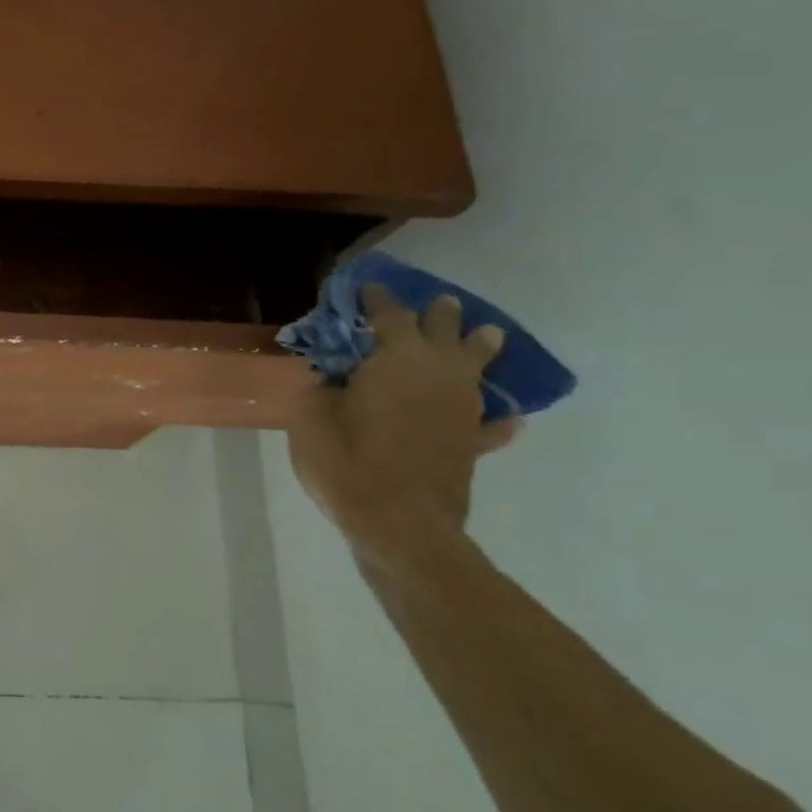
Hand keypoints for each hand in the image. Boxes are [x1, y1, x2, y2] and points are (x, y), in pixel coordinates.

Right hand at [289, 285, 516, 540]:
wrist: (399, 523)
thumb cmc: (347, 463)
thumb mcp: (309, 421)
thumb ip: (318, 389)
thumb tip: (327, 376)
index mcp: (396, 359)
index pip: (389, 315)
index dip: (377, 299)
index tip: (367, 288)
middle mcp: (438, 373)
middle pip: (444, 330)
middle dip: (436, 314)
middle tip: (436, 304)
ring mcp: (463, 407)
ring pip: (479, 365)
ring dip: (478, 347)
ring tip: (484, 335)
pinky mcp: (472, 442)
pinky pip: (491, 423)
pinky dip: (495, 417)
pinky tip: (503, 419)